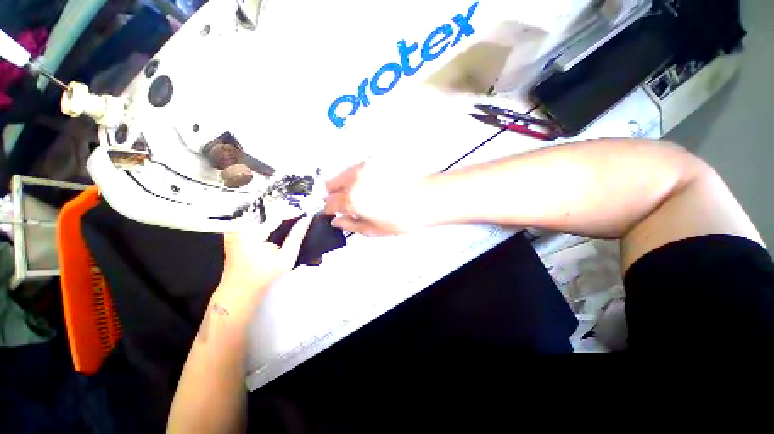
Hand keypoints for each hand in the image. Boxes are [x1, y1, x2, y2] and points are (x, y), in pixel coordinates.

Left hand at [214, 210, 312, 313]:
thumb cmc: (263, 276)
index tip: (307, 211)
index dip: (293, 211)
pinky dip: (269, 219)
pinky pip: (255, 218)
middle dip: (286, 211)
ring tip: (294, 217)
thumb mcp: (286, 258)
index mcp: (250, 231)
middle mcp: (239, 225)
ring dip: (278, 214)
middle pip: (267, 210)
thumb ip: (297, 236)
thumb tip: (306, 219)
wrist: (239, 290)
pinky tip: (279, 224)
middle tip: (302, 214)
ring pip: (261, 212)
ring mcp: (234, 226)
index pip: (276, 213)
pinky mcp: (235, 229)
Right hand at [324, 163, 440, 235]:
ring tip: (361, 195)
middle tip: (347, 204)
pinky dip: (356, 177)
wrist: (425, 199)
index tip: (333, 212)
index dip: (329, 210)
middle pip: (330, 184)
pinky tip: (370, 185)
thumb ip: (350, 225)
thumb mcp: (374, 230)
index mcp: (352, 200)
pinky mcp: (374, 161)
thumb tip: (335, 221)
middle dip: (334, 195)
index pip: (329, 203)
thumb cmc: (402, 219)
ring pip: (341, 174)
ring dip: (344, 185)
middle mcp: (354, 180)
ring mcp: (364, 168)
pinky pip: (356, 169)